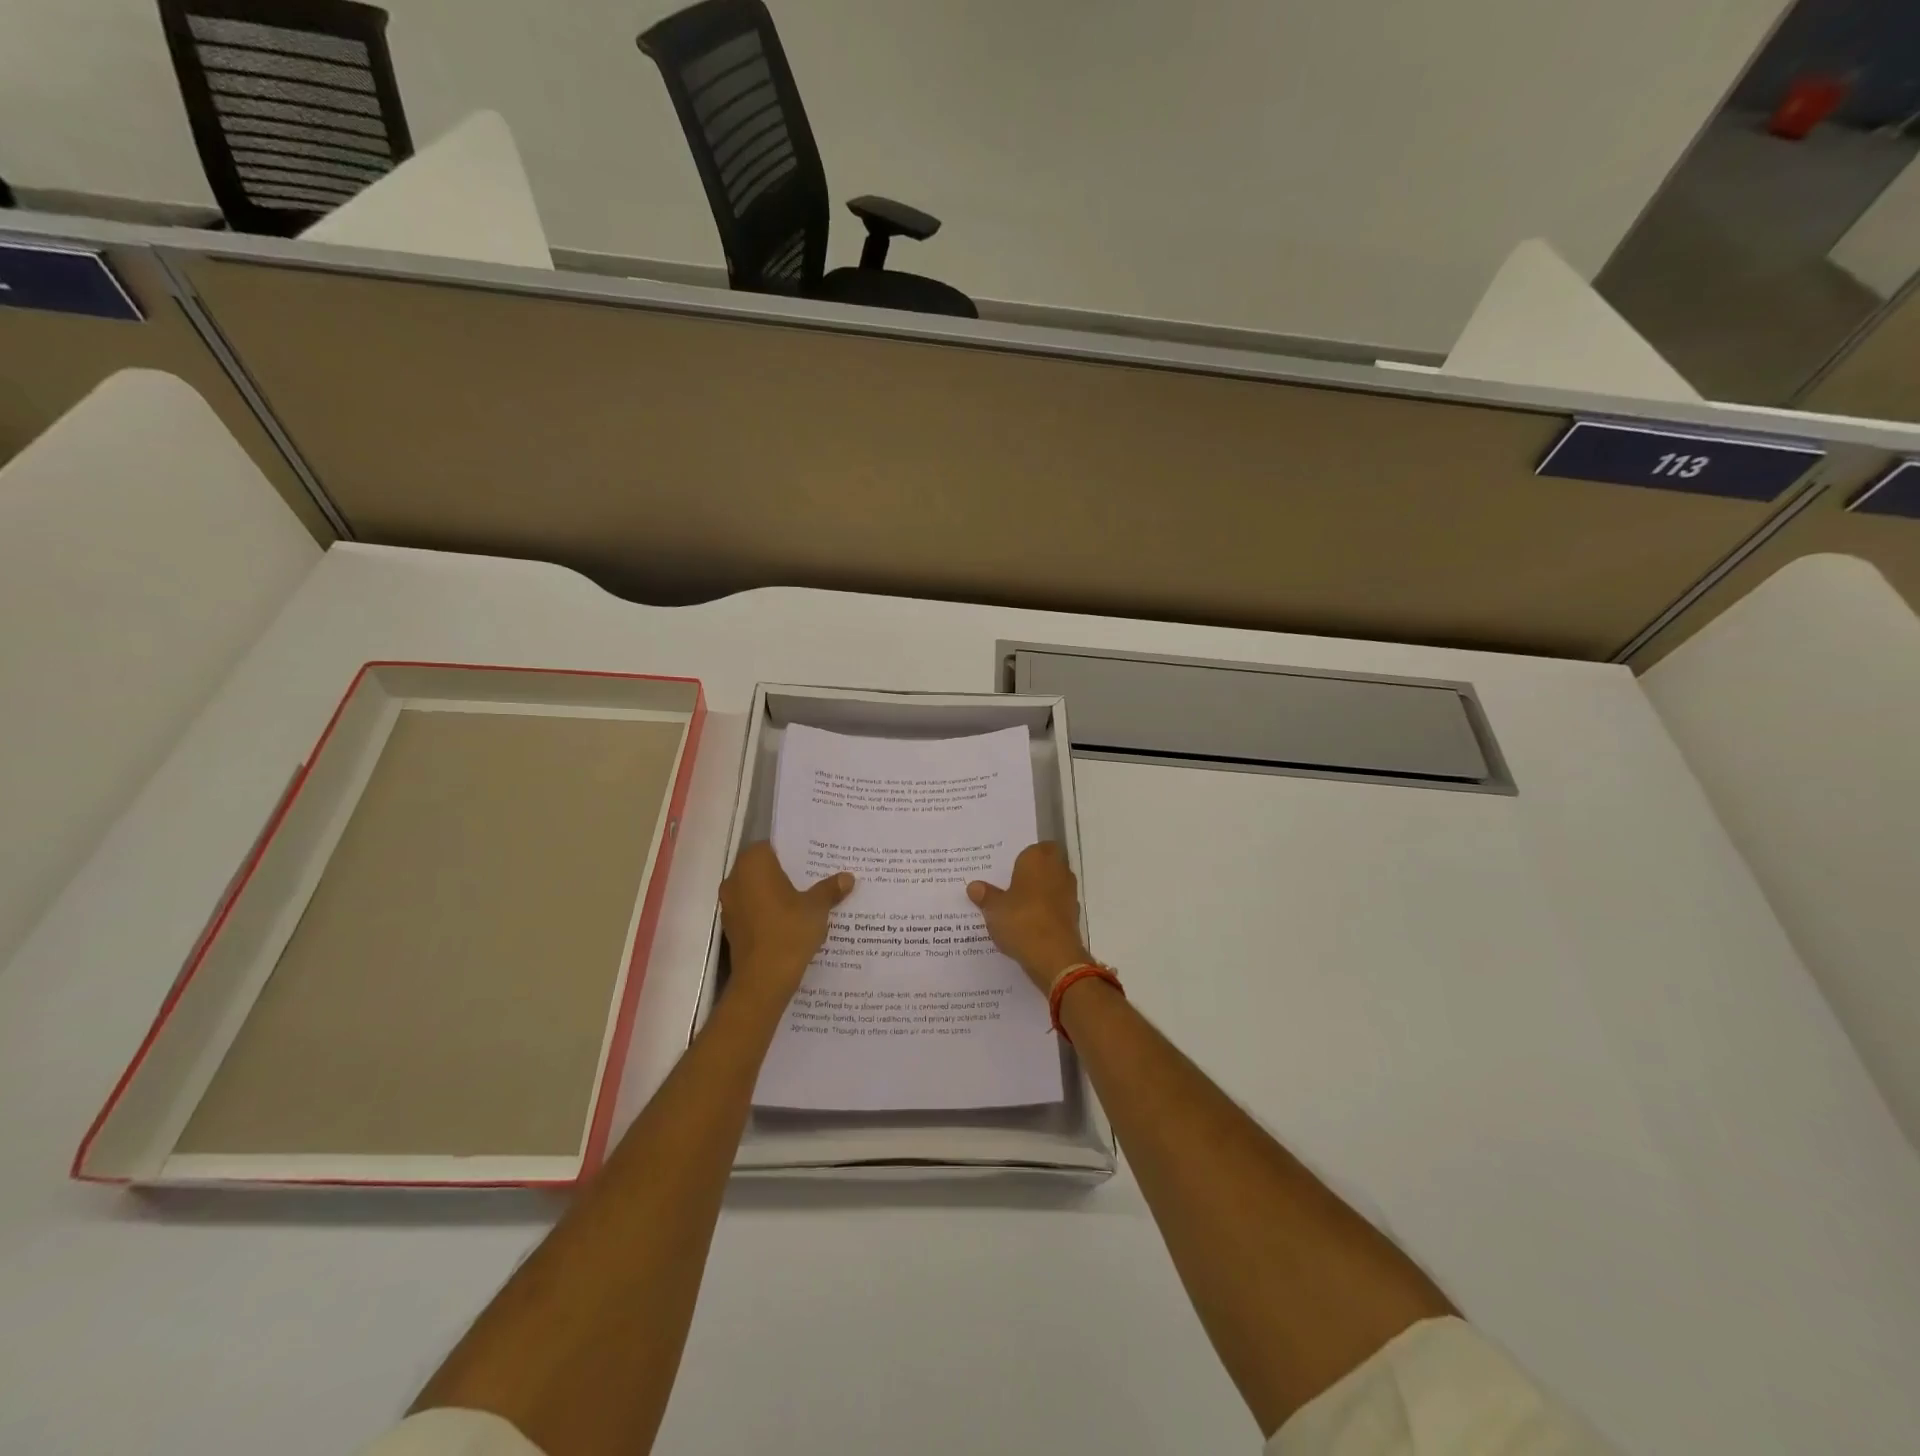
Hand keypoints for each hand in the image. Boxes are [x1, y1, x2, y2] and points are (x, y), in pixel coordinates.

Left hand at [719, 843, 853, 1001]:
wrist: (763, 981)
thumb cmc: (788, 932)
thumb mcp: (817, 908)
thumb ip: (830, 889)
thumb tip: (847, 877)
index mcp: (753, 865)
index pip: (771, 845)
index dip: (792, 850)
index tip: (812, 857)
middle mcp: (735, 880)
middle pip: (763, 867)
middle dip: (786, 872)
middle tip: (815, 876)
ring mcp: (730, 905)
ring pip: (757, 889)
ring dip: (776, 893)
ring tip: (807, 898)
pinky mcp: (732, 927)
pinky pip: (753, 909)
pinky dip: (769, 911)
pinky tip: (791, 920)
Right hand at [967, 842, 1092, 992]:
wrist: (1054, 957)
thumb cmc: (1021, 921)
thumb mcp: (994, 908)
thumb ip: (986, 895)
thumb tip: (974, 886)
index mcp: (1038, 859)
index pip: (1035, 847)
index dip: (1023, 857)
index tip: (1007, 868)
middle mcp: (1058, 870)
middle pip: (1046, 864)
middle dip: (1032, 873)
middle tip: (1009, 884)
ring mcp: (1068, 893)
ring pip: (1052, 885)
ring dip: (1039, 892)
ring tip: (1016, 905)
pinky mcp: (1072, 915)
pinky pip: (1055, 906)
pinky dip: (1045, 911)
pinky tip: (1028, 923)